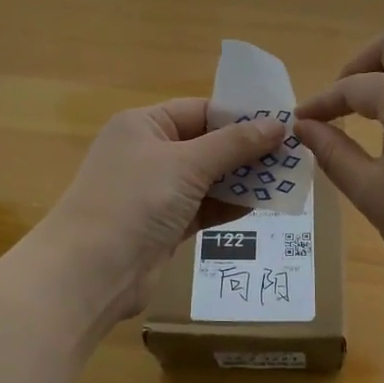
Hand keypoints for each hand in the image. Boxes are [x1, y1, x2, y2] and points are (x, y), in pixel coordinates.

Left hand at [38, 100, 286, 321]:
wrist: (92, 271)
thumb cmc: (136, 200)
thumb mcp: (187, 164)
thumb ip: (233, 144)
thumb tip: (278, 124)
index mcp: (145, 125)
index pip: (200, 111)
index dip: (240, 116)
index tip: (282, 124)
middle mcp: (149, 153)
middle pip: (207, 144)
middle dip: (246, 150)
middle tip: (291, 155)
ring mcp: (156, 192)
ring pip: (208, 178)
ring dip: (243, 179)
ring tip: (285, 180)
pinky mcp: (165, 225)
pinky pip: (204, 207)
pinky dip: (229, 205)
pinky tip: (262, 204)